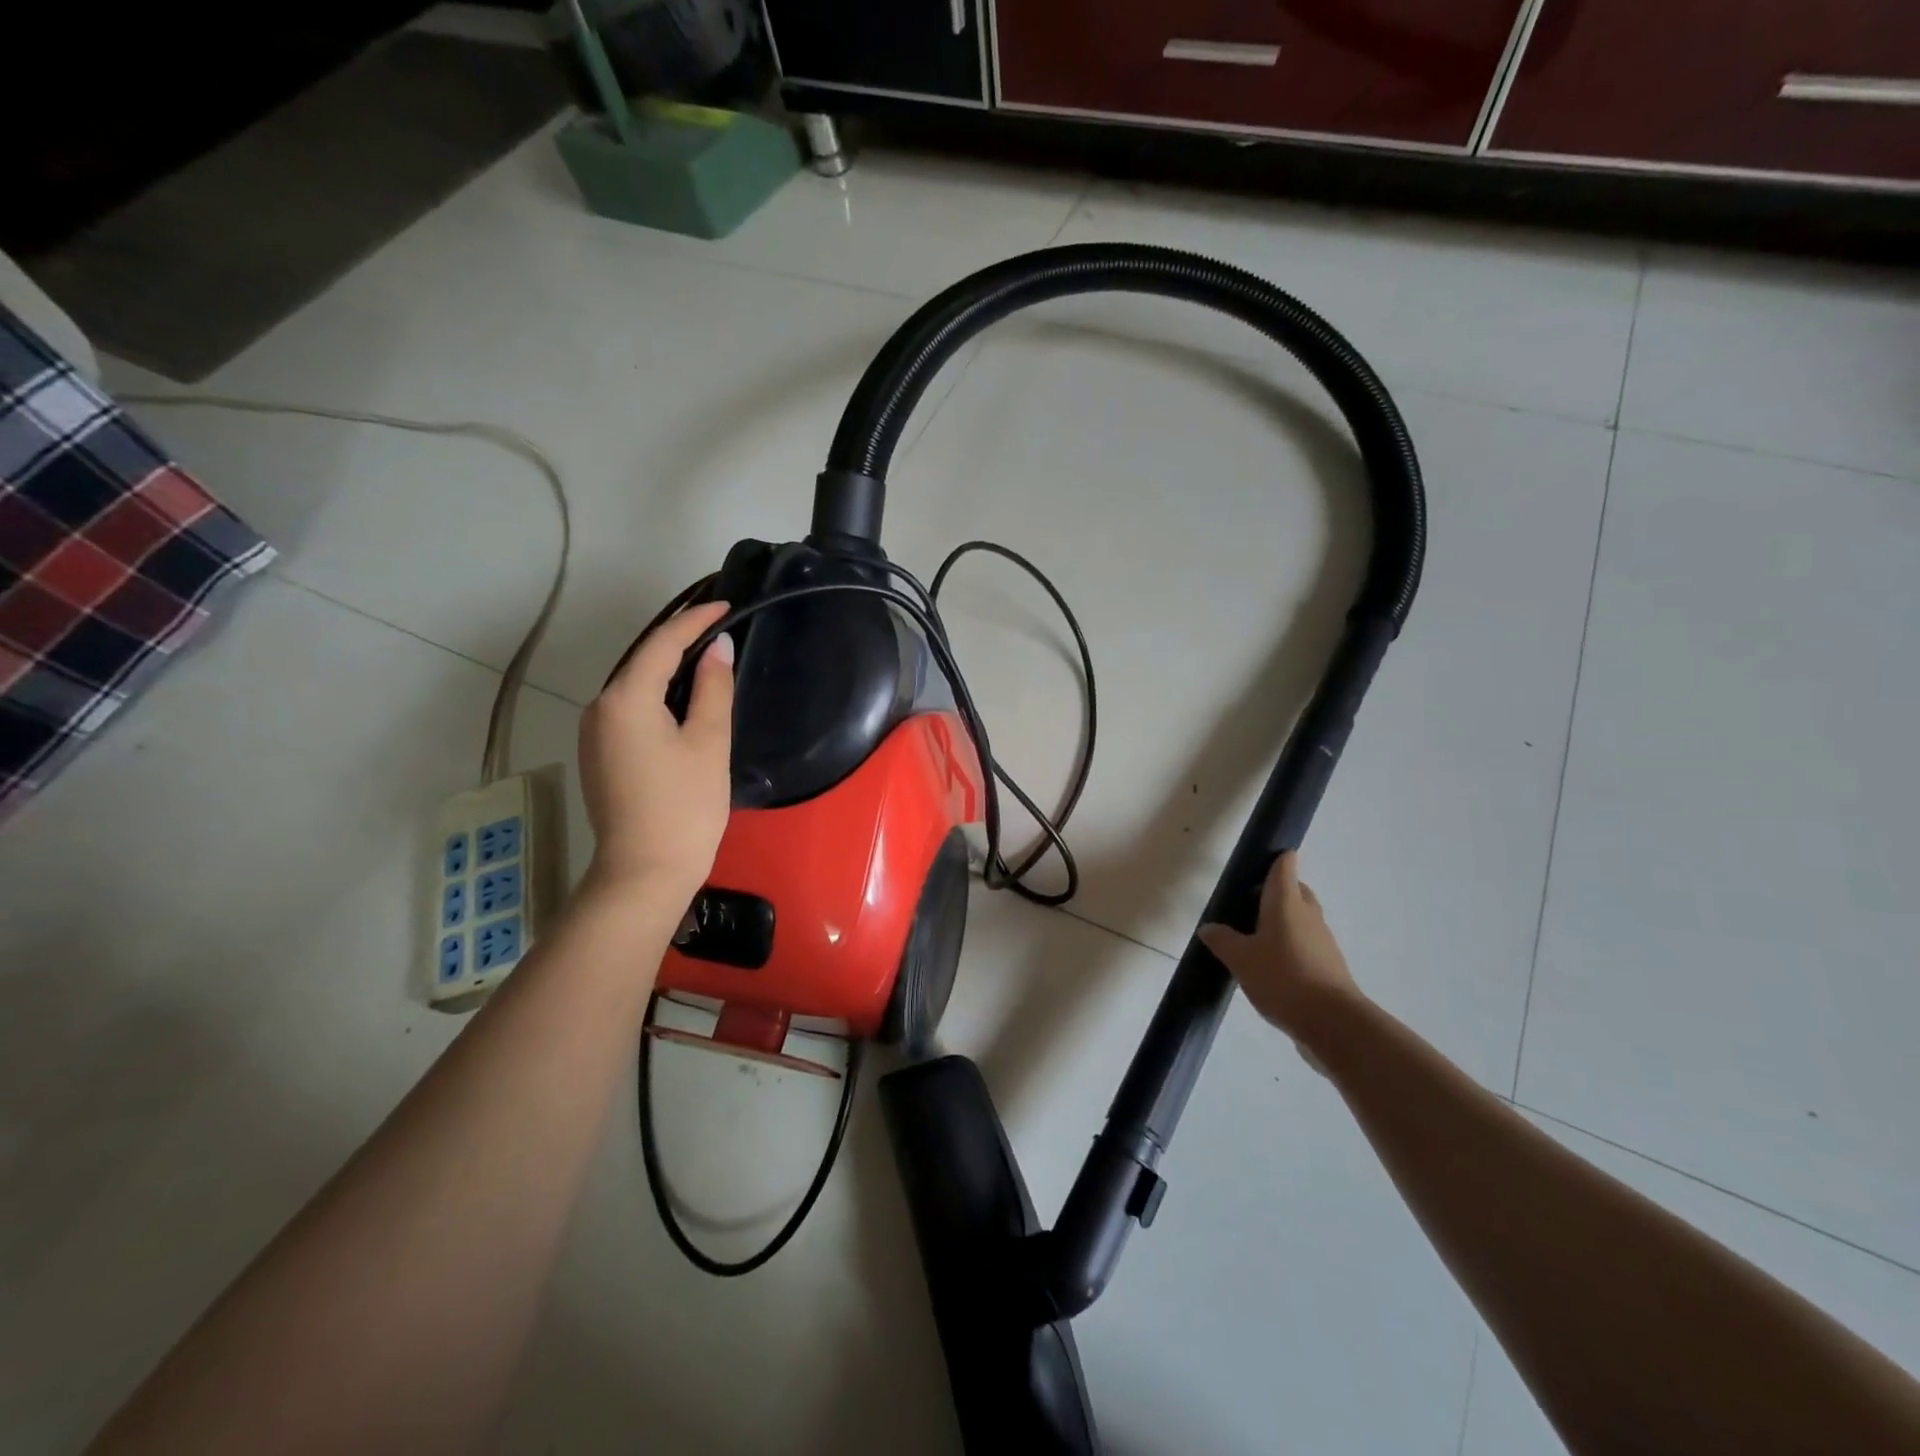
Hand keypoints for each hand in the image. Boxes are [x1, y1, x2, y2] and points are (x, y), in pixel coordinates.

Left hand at [578, 601, 733, 905]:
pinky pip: (630, 709)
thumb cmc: (685, 806)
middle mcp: (599, 708)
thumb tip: (717, 647)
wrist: (645, 872)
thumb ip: (712, 687)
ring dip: (668, 670)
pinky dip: (657, 696)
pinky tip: (683, 702)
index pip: (662, 643)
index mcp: (626, 699)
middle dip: (679, 641)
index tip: (726, 605)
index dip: (695, 620)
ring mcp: (594, 733)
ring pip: (635, 686)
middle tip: (719, 628)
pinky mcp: (599, 756)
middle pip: (643, 661)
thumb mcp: (709, 741)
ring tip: (707, 659)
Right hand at [1200, 852, 1359, 1044]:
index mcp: (1286, 903)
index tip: (1261, 860)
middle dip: (1277, 891)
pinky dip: (1291, 945)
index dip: (1276, 859)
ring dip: (1283, 920)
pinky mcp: (1328, 966)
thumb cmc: (1282, 978)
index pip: (1284, 868)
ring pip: (1302, 918)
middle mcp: (1307, 914)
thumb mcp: (1240, 959)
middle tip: (1249, 902)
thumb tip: (1208, 927)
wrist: (1333, 1023)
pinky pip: (1307, 944)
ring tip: (1255, 936)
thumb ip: (1222, 940)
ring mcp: (1322, 940)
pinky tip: (1272, 965)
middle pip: (1296, 891)